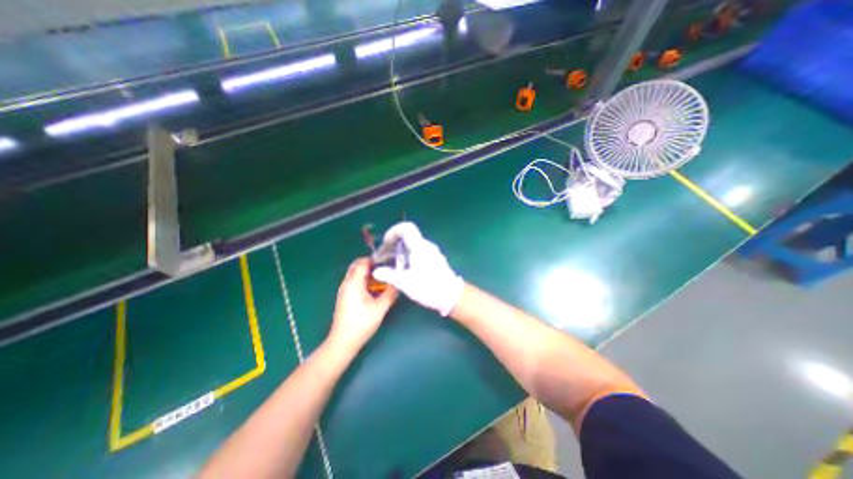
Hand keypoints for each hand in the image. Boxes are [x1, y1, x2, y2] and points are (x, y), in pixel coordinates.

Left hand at [332, 257, 401, 351]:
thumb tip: (398, 283)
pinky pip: (354, 282)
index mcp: (354, 283)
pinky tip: (374, 290)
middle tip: (385, 269)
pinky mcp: (344, 297)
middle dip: (371, 265)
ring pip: (355, 275)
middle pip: (357, 266)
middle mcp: (346, 283)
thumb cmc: (361, 323)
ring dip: (368, 274)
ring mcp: (344, 290)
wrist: (343, 341)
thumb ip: (390, 293)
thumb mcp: (380, 308)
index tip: (387, 262)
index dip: (374, 259)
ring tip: (382, 279)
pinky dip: (364, 281)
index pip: (362, 262)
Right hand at [374, 221, 464, 317]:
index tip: (385, 244)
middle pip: (406, 238)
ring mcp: (431, 253)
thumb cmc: (428, 287)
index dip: (393, 232)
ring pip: (411, 246)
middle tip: (382, 259)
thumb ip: (389, 274)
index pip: (406, 228)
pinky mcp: (434, 260)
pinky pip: (417, 253)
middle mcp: (426, 246)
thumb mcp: (405, 282)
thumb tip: (376, 271)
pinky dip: (407, 258)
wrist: (451, 296)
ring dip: (398, 253)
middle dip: (392, 246)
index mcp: (419, 246)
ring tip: (389, 267)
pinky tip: (402, 271)